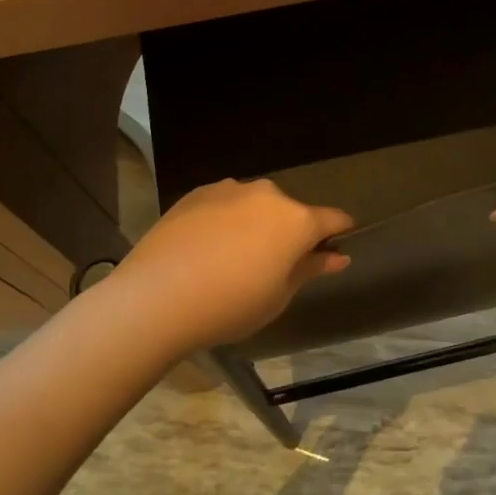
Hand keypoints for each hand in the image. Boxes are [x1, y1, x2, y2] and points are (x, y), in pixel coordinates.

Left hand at [117, 179, 353, 350]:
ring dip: (254, 225)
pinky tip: (205, 250)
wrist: (156, 296)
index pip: (333, 219)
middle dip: (288, 233)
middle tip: (271, 268)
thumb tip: (337, 256)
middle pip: (290, 212)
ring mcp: (230, 189)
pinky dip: (224, 221)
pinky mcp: (197, 192)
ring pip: (255, 206)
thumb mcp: (278, 297)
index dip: (339, 233)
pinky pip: (224, 205)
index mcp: (296, 220)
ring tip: (231, 260)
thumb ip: (309, 269)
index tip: (336, 247)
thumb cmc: (229, 305)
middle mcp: (268, 194)